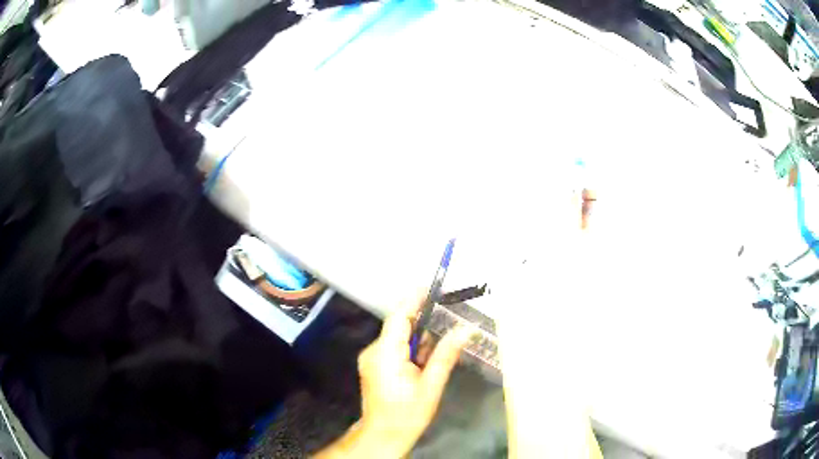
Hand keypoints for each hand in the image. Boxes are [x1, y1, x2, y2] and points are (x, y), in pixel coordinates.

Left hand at [315, 298, 471, 457]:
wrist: (384, 435)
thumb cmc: (408, 413)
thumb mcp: (431, 385)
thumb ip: (446, 354)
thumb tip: (465, 330)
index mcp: (385, 353)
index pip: (398, 317)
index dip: (413, 299)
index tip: (430, 287)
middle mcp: (373, 351)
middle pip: (399, 327)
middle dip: (422, 327)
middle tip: (445, 330)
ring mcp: (371, 359)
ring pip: (397, 339)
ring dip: (417, 342)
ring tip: (431, 361)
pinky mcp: (373, 366)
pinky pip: (392, 349)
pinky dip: (409, 352)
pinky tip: (421, 366)